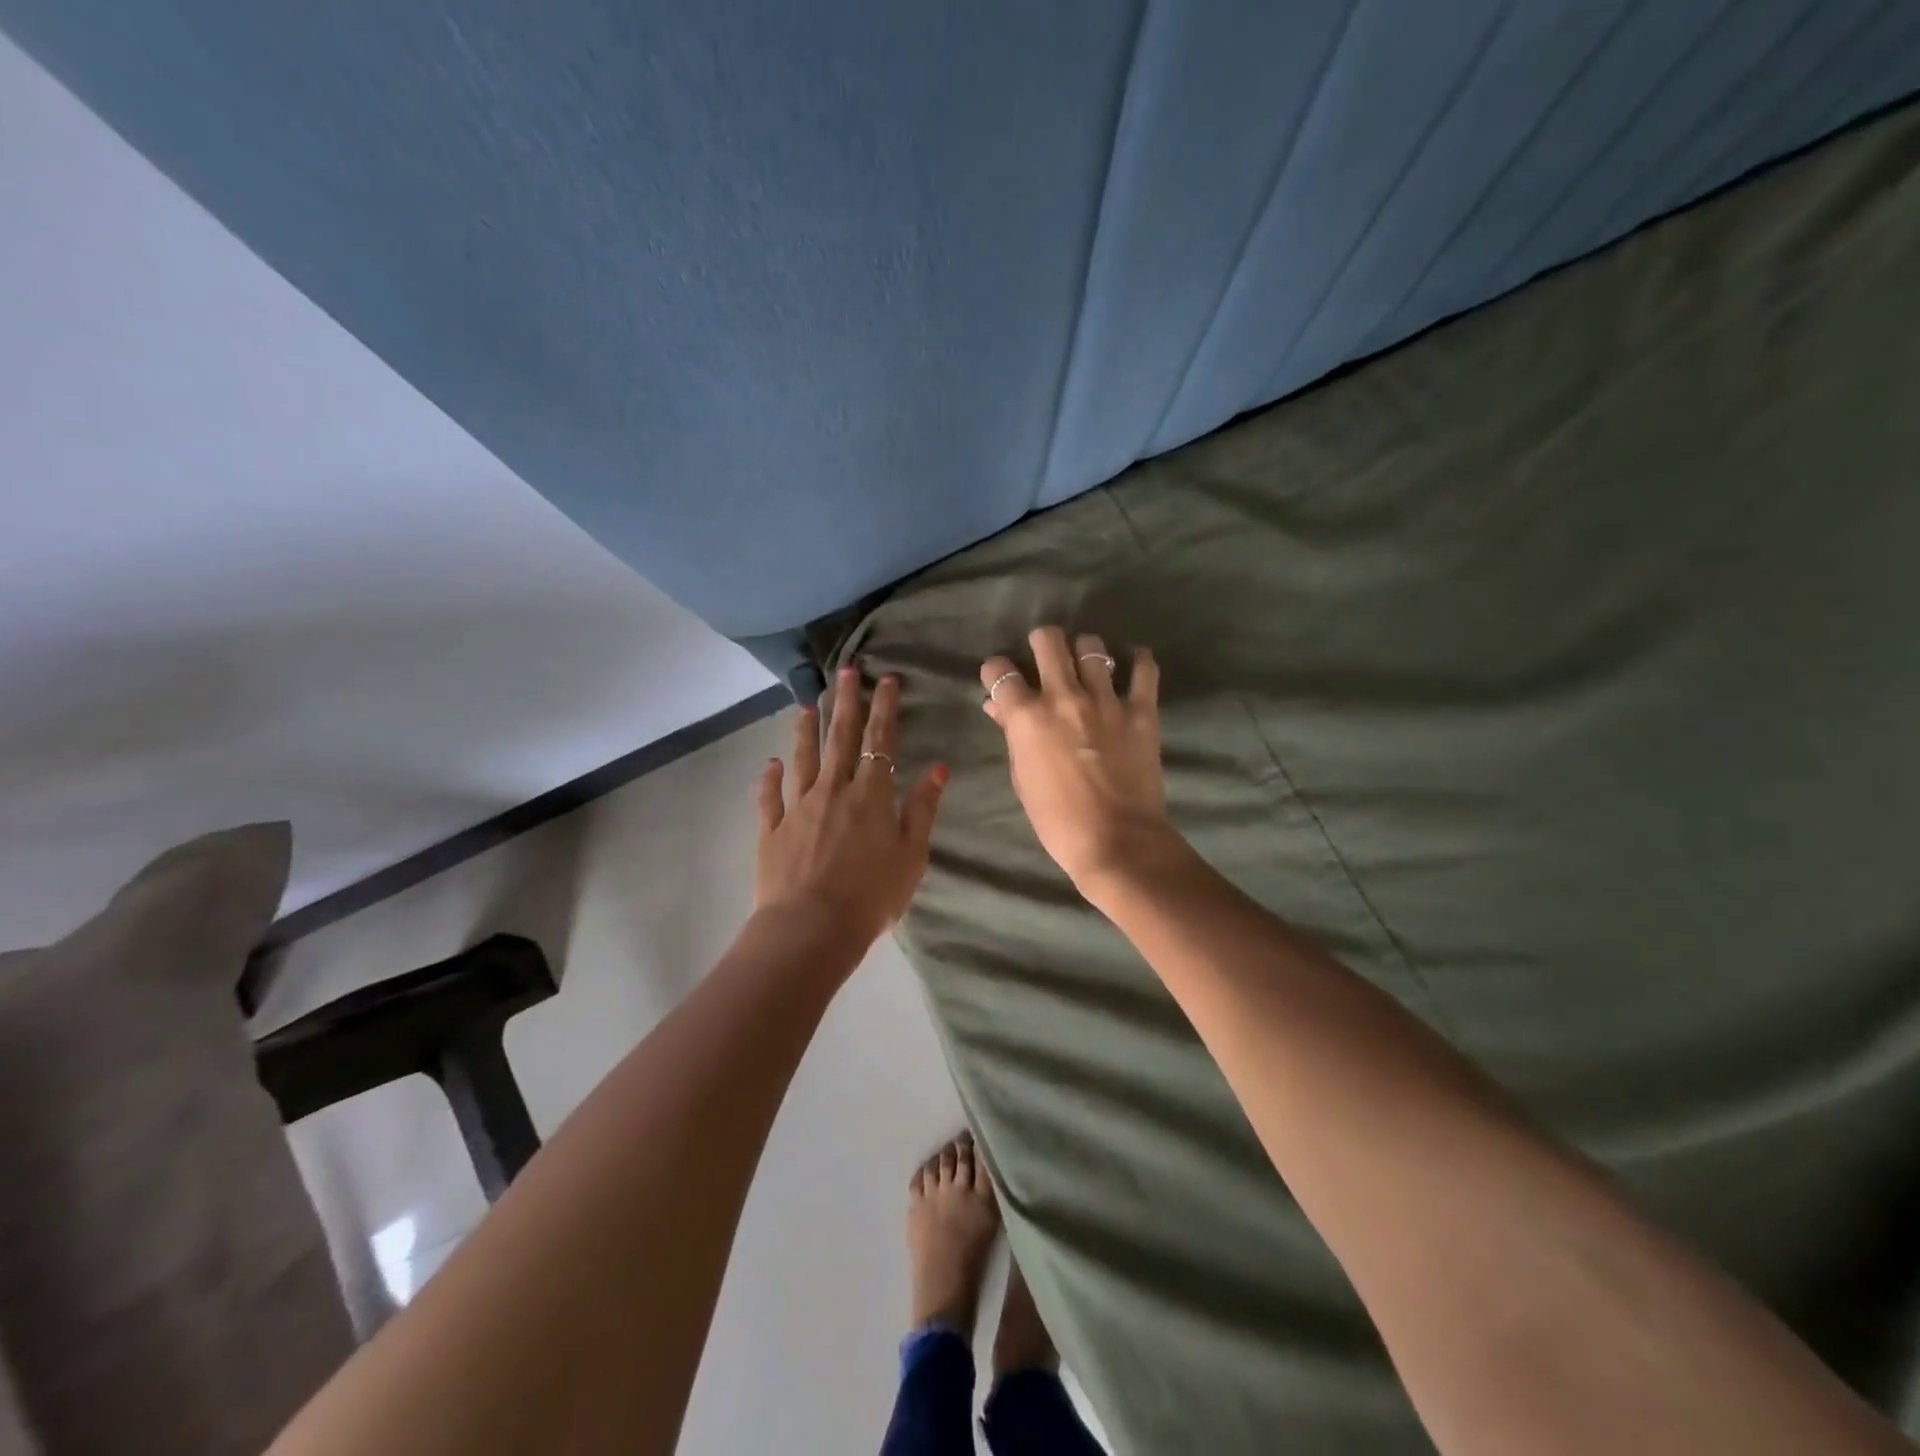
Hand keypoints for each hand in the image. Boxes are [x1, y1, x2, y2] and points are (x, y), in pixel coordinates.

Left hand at [755, 667, 946, 950]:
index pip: (880, 740)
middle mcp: (833, 790)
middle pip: (839, 737)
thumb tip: (937, 766)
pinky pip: (769, 798)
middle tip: (846, 670)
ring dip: (805, 729)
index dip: (884, 707)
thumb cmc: (872, 895)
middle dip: (845, 701)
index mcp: (871, 794)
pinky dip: (769, 779)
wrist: (812, 927)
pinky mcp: (772, 830)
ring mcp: (798, 807)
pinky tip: (770, 764)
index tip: (886, 679)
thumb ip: (922, 808)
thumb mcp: (912, 854)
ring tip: (807, 703)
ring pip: (803, 758)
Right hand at [980, 627, 1169, 889]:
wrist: (1116, 841)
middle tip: (1045, 656)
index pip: (1000, 672)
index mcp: (1027, 716)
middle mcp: (1063, 697)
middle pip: (1048, 640)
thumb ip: (1012, 736)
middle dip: (1041, 642)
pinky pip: (1143, 670)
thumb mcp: (1023, 779)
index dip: (996, 671)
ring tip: (1088, 663)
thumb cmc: (1057, 820)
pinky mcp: (1141, 711)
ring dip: (1085, 650)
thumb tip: (999, 707)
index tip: (1001, 677)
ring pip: (1092, 646)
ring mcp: (1105, 700)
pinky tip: (1133, 662)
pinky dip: (1137, 661)